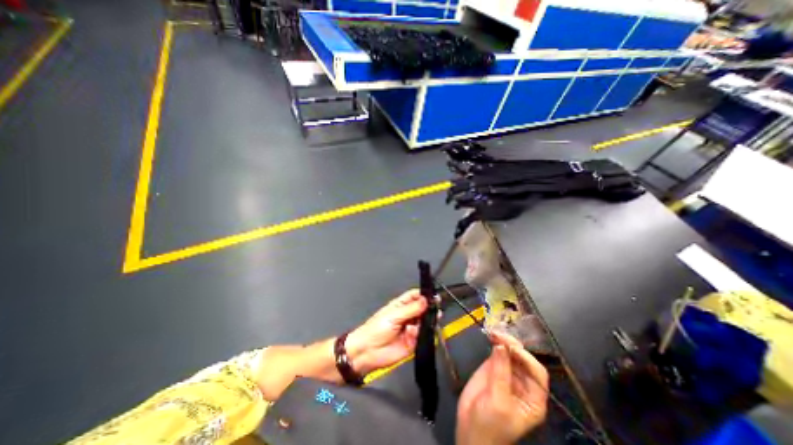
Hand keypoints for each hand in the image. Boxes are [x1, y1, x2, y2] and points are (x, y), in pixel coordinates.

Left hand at [346, 291, 430, 377]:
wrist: (368, 352)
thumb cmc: (375, 330)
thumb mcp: (393, 315)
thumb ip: (410, 309)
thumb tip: (425, 300)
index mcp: (401, 305)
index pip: (415, 296)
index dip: (424, 295)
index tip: (432, 296)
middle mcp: (408, 316)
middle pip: (423, 309)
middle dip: (429, 309)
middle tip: (435, 309)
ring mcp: (411, 328)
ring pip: (424, 322)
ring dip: (426, 322)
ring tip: (423, 322)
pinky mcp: (413, 342)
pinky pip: (422, 336)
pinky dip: (421, 334)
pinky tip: (413, 333)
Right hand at [456, 330, 548, 444]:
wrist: (470, 430)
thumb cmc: (491, 424)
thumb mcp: (499, 402)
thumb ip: (500, 373)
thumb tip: (501, 346)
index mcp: (533, 397)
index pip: (537, 372)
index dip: (527, 358)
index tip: (512, 349)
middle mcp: (523, 383)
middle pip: (523, 358)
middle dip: (513, 345)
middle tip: (499, 335)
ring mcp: (507, 373)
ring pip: (510, 352)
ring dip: (503, 340)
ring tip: (493, 332)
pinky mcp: (493, 367)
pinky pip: (497, 352)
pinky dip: (494, 342)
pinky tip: (490, 335)